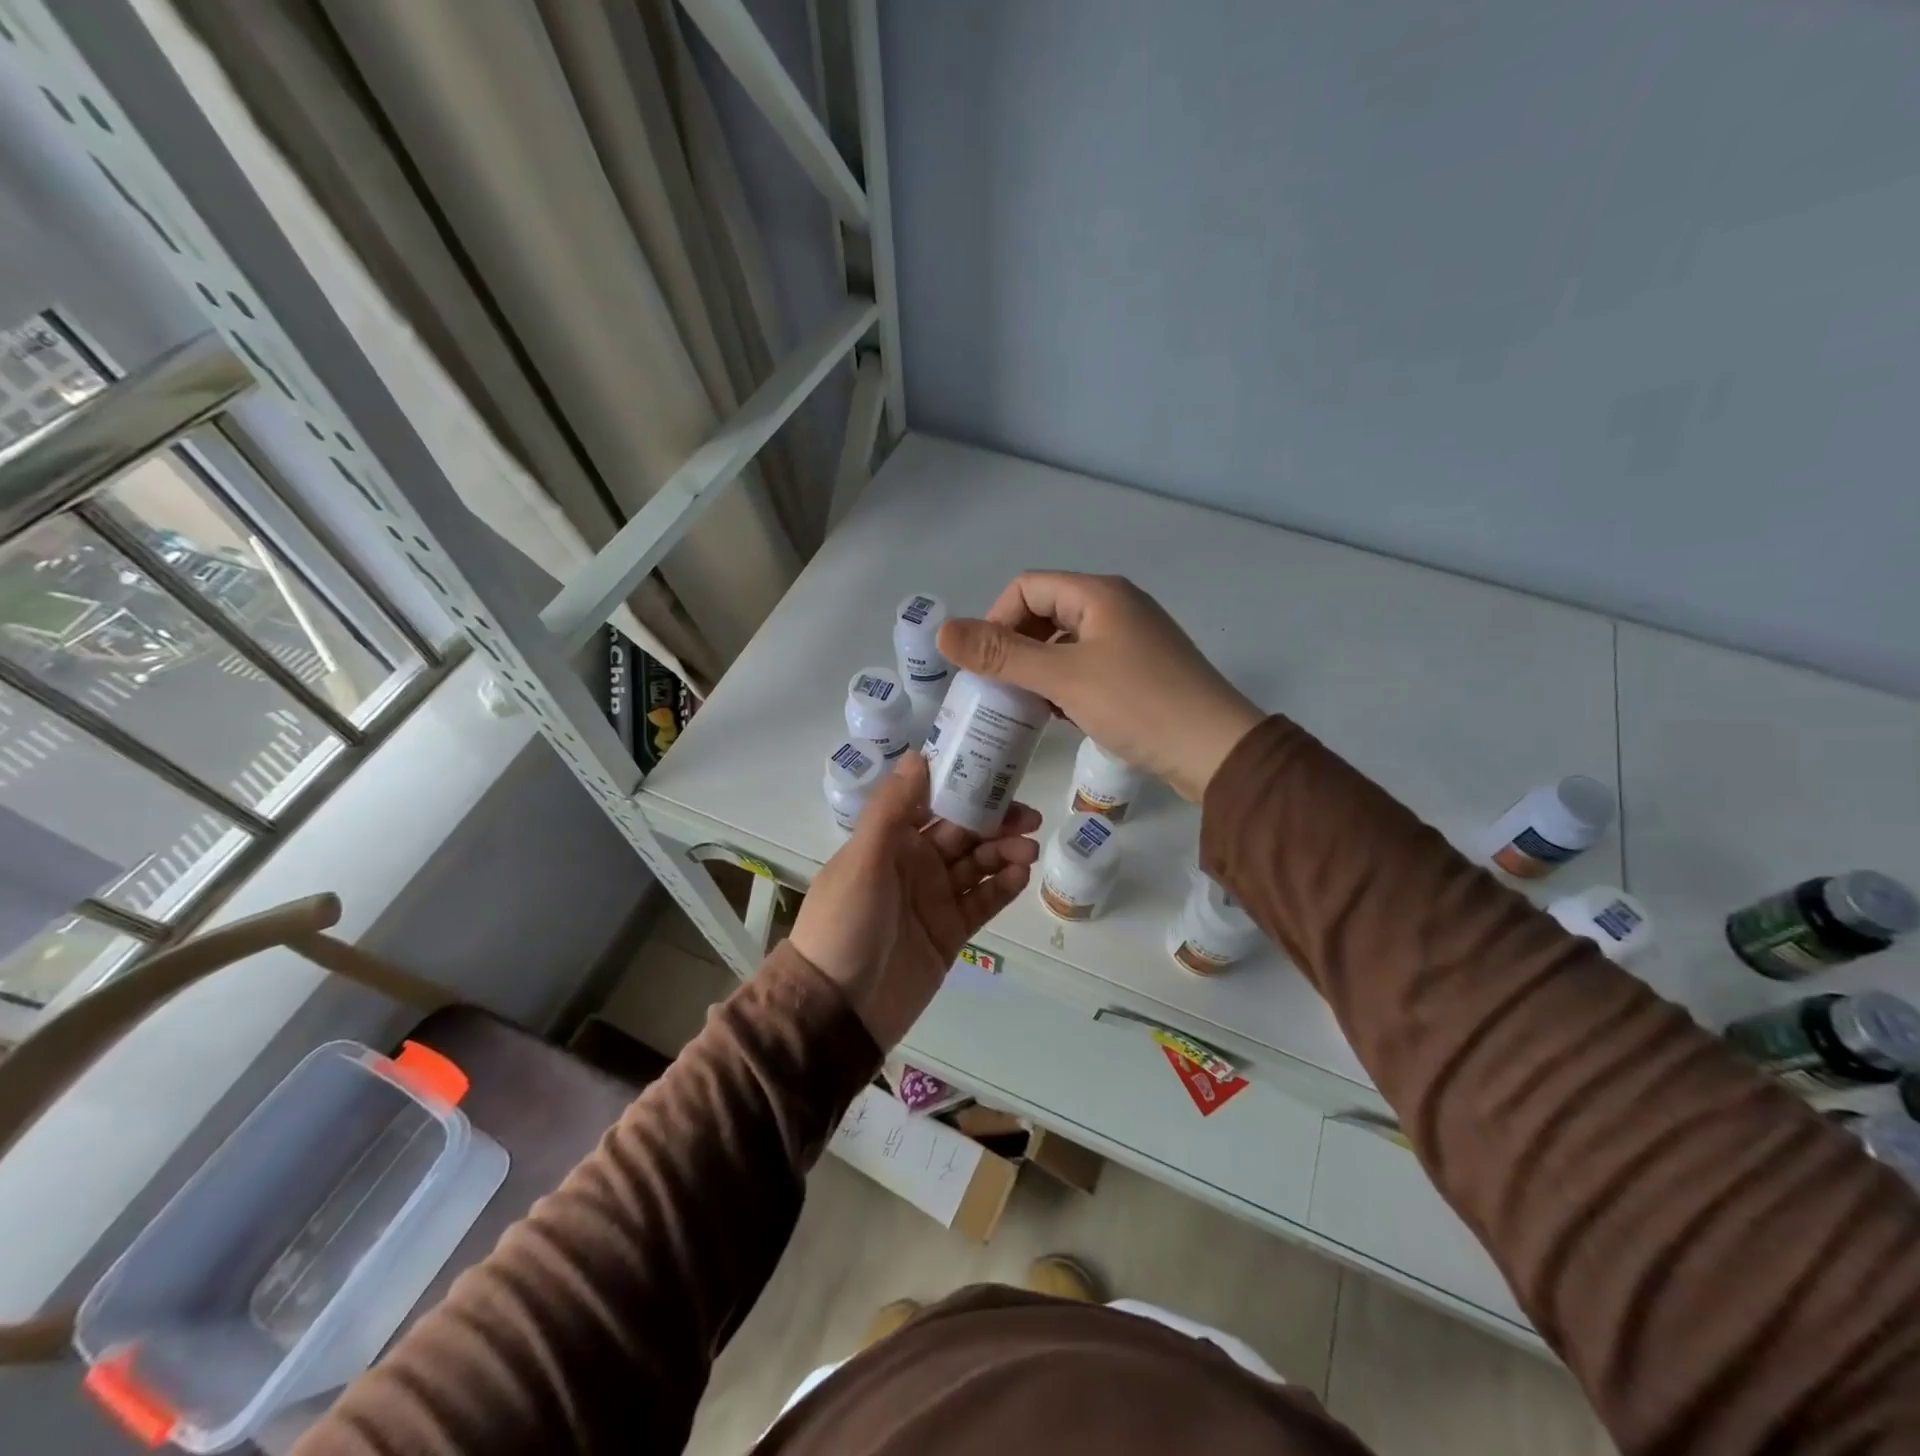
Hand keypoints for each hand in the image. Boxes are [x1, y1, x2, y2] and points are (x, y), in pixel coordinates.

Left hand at [789, 752, 1040, 1046]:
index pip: (934, 803)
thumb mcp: (864, 860)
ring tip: (1028, 850)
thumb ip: (892, 809)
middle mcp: (915, 864)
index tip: (999, 773)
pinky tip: (1020, 875)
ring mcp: (935, 899)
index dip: (965, 787)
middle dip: (996, 821)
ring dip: (1004, 852)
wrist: (839, 1009)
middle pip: (963, 833)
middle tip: (1029, 818)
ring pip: (978, 865)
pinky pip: (982, 902)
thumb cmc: (845, 923)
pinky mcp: (951, 933)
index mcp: (890, 841)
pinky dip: (1002, 886)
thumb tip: (919, 755)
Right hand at [938, 573, 1262, 801]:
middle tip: (997, 688)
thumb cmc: (1137, 704)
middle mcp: (1116, 607)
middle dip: (1014, 647)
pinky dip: (1064, 685)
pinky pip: (1088, 667)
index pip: (1027, 588)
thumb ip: (1002, 654)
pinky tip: (1058, 715)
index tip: (984, 666)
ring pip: (1066, 644)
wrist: (1215, 750)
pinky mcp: (1141, 672)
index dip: (996, 621)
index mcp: (1098, 594)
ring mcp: (1132, 640)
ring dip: (1038, 669)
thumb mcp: (1063, 677)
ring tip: (1023, 706)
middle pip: (1046, 613)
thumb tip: (943, 631)